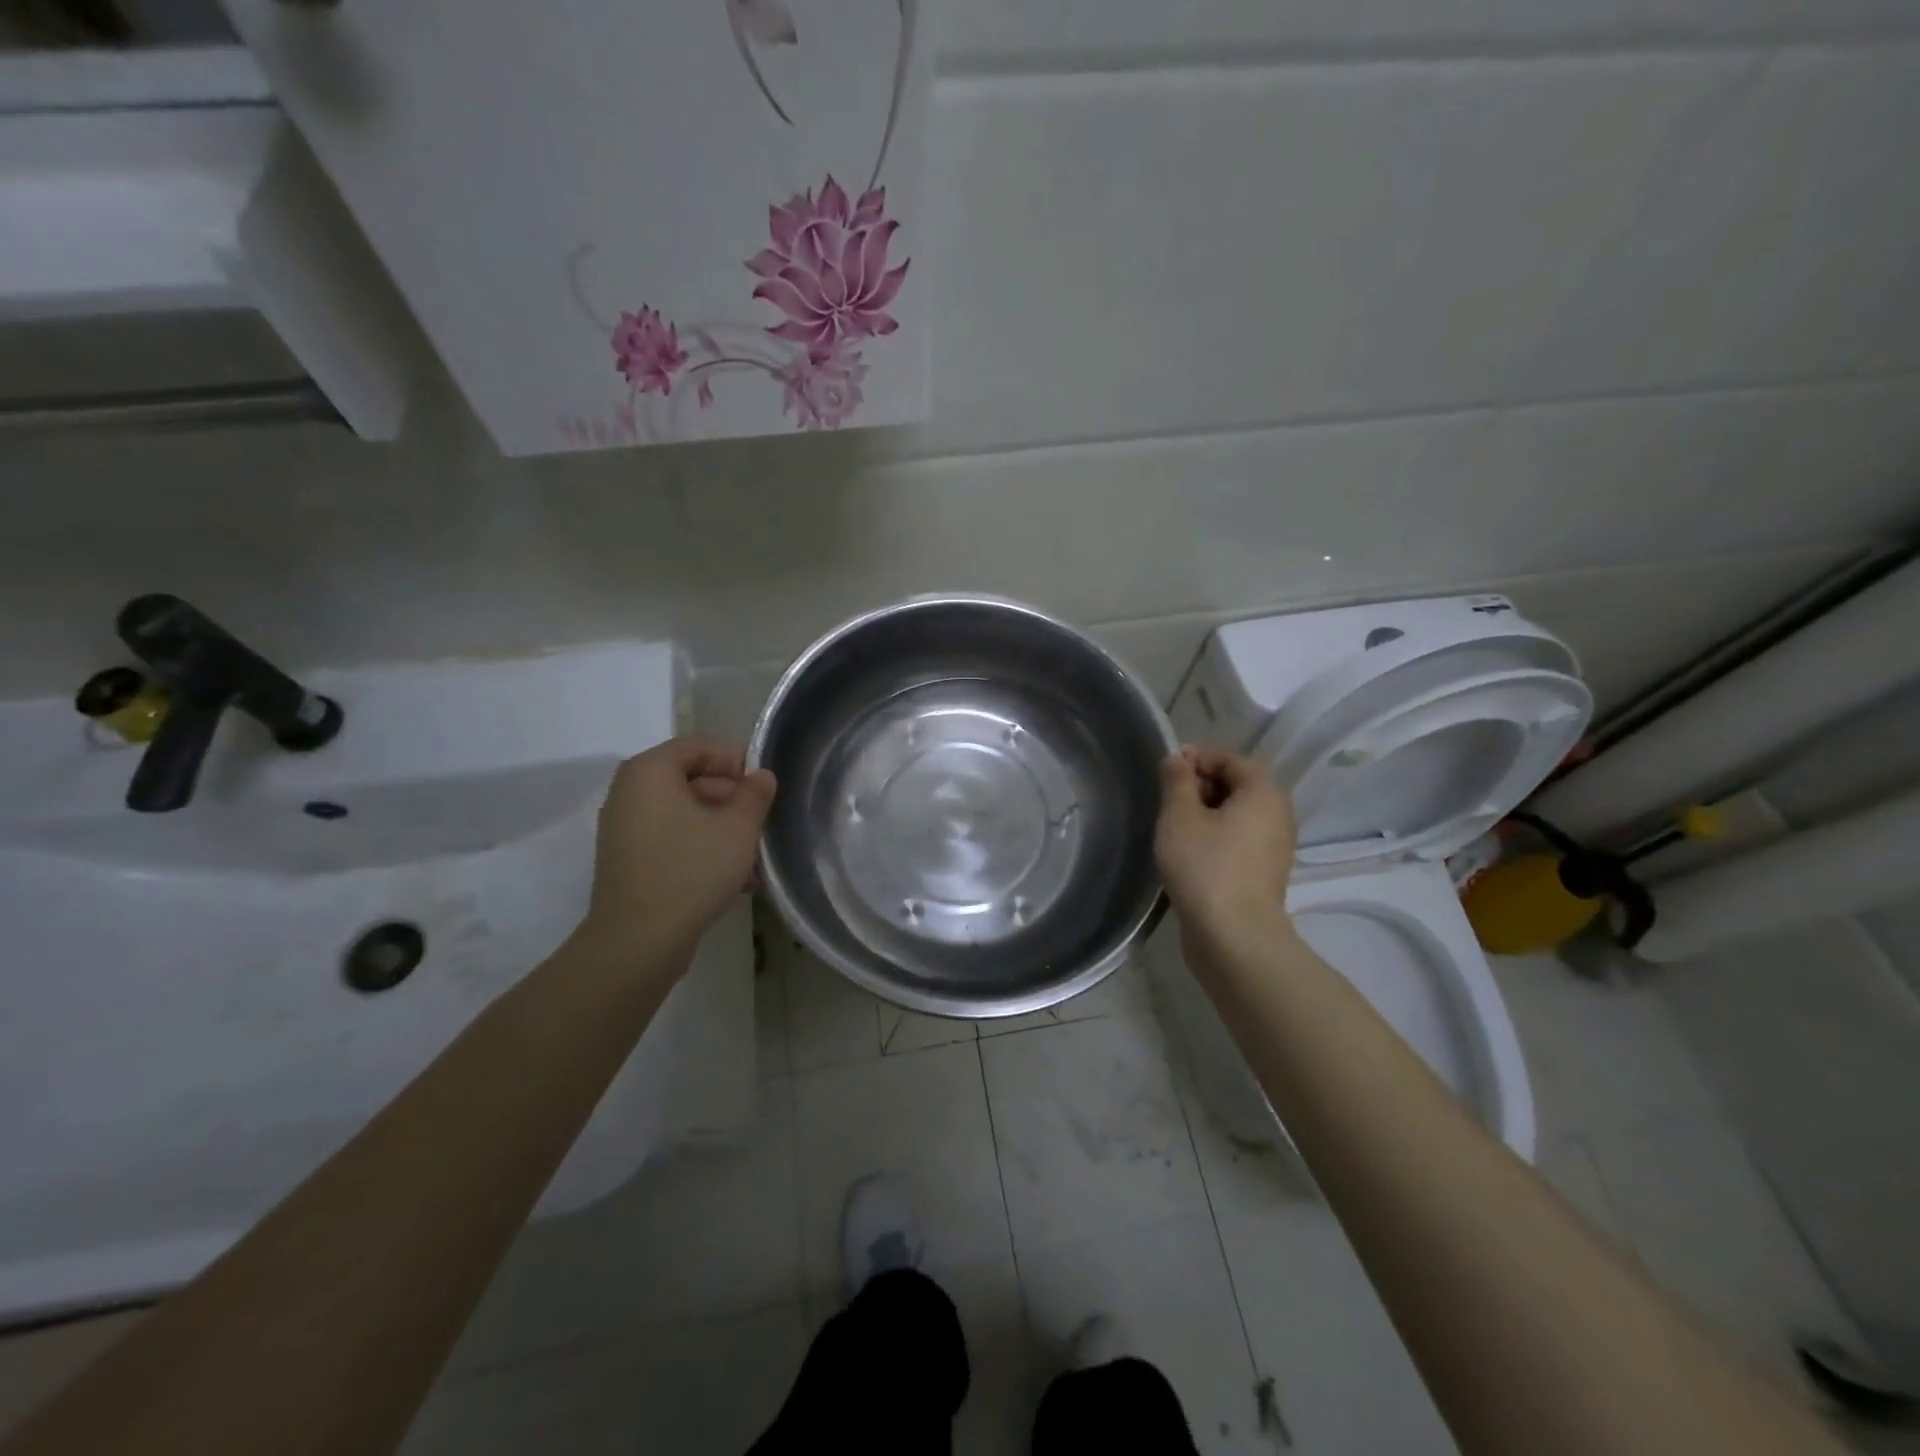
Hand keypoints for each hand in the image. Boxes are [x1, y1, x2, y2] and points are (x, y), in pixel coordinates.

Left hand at [577, 737, 776, 962]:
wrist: (639, 941)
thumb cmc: (691, 870)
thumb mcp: (738, 827)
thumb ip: (754, 794)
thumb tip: (761, 777)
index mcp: (650, 771)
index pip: (699, 746)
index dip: (736, 760)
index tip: (763, 787)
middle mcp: (629, 791)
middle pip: (689, 778)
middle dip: (730, 796)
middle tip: (760, 820)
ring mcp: (623, 827)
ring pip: (683, 812)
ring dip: (719, 825)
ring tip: (753, 853)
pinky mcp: (627, 860)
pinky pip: (670, 838)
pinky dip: (700, 846)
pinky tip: (733, 876)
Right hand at [1155, 747, 1296, 944]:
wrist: (1234, 938)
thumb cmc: (1205, 867)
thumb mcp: (1180, 816)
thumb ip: (1177, 781)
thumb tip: (1177, 759)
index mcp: (1263, 793)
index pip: (1231, 759)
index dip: (1197, 758)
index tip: (1166, 769)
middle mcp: (1277, 815)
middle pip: (1237, 785)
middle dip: (1200, 785)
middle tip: (1166, 799)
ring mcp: (1274, 847)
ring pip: (1236, 815)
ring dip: (1205, 813)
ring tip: (1173, 826)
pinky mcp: (1264, 873)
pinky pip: (1238, 840)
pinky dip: (1215, 837)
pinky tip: (1188, 852)